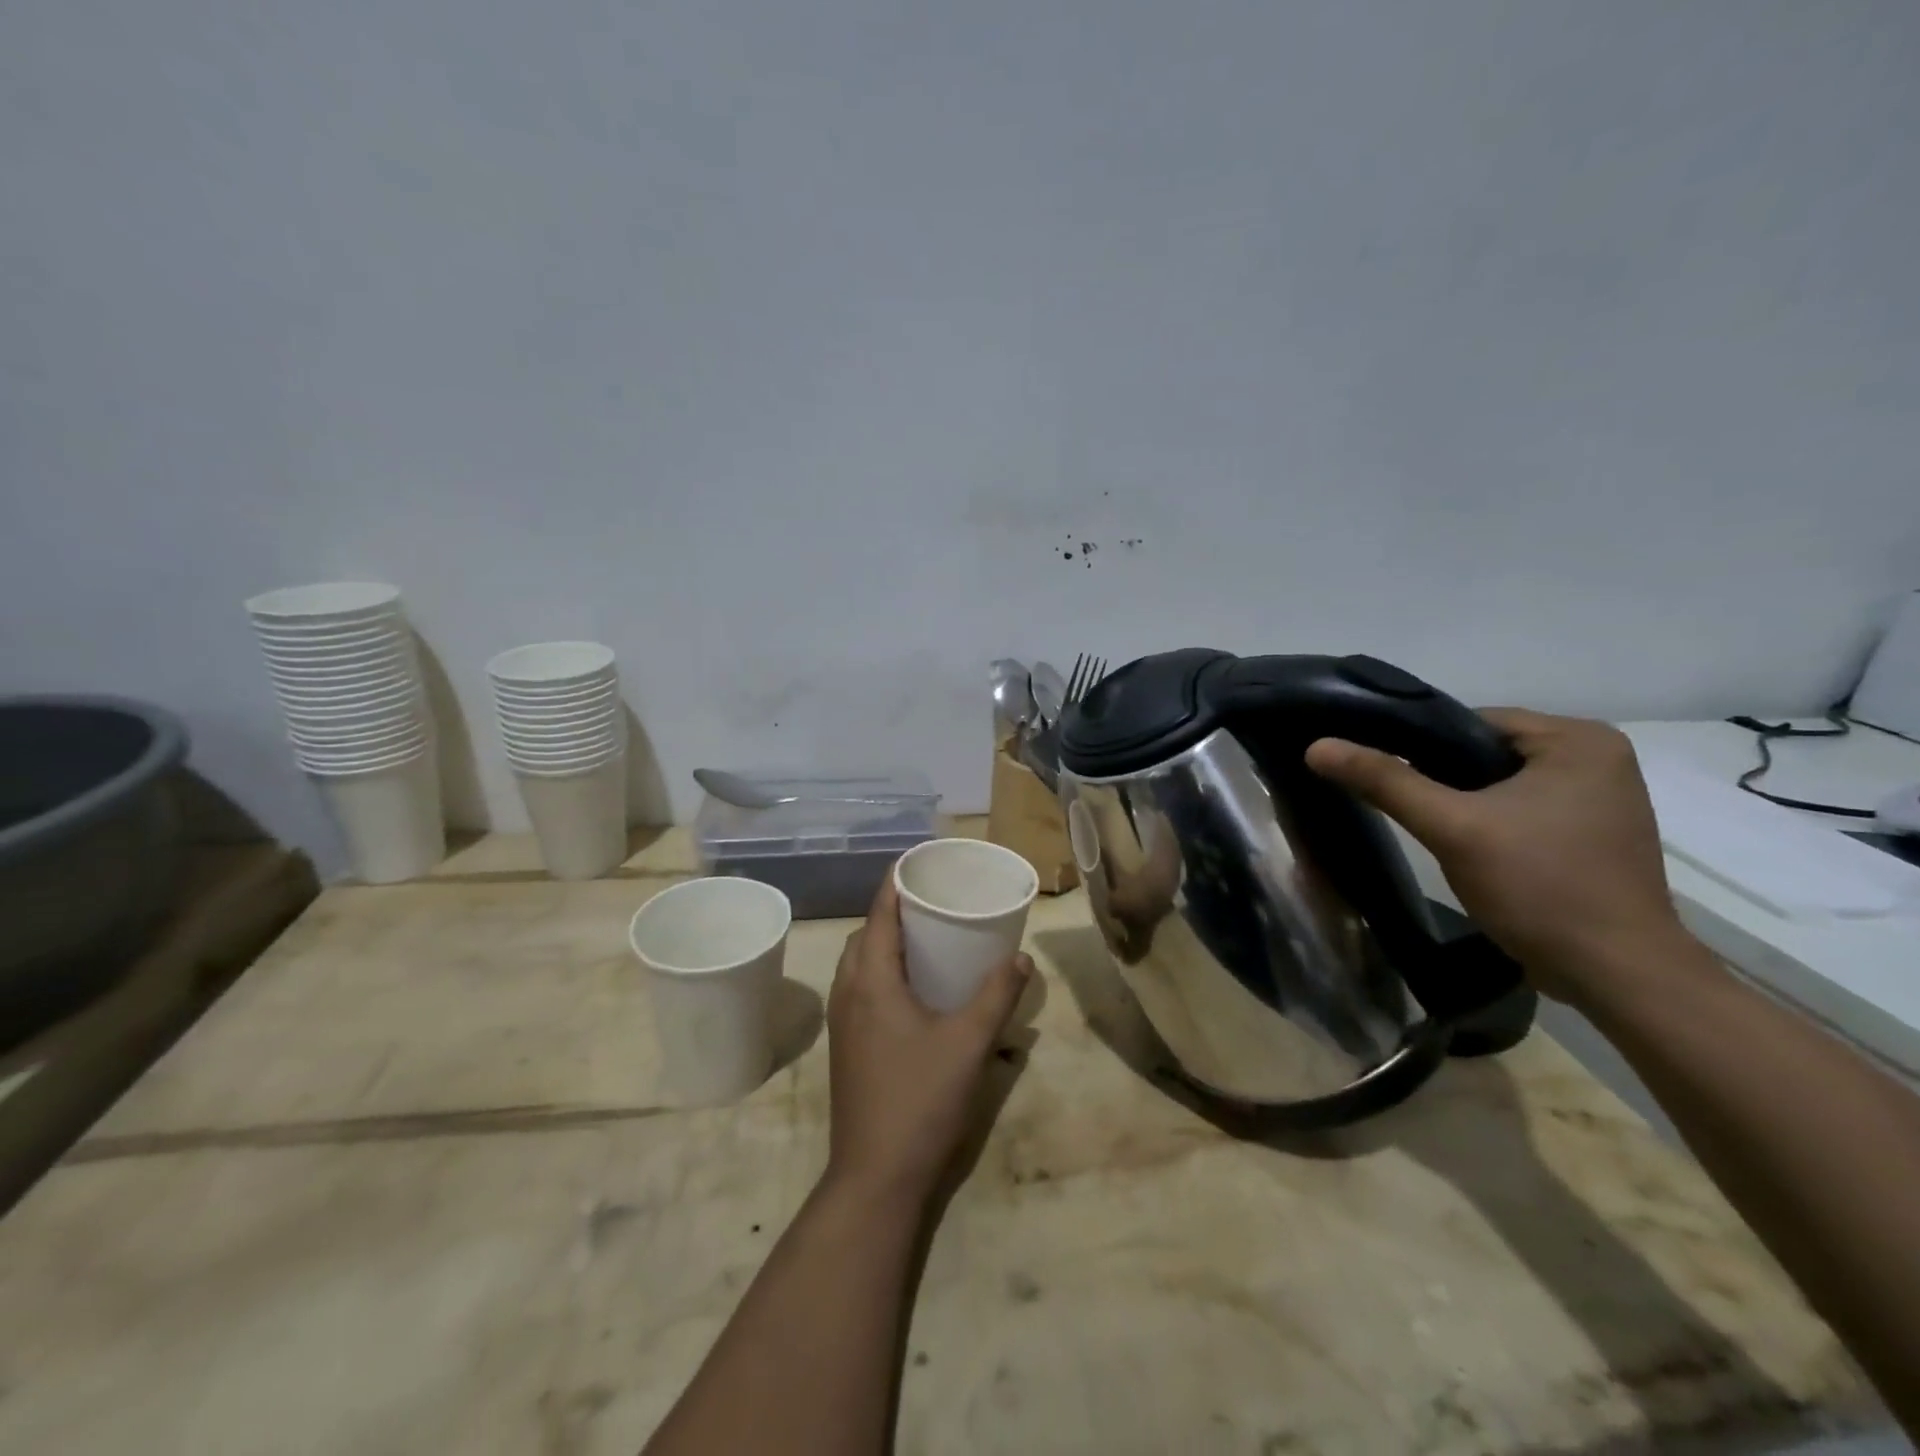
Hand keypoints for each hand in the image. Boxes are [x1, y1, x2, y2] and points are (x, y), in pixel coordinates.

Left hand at [823, 873, 1031, 1207]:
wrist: (876, 1177)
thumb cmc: (921, 1100)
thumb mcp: (970, 1043)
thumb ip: (997, 995)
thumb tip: (1021, 958)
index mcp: (871, 981)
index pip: (878, 915)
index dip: (894, 884)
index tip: (916, 862)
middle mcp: (849, 993)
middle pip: (864, 936)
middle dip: (890, 912)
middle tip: (929, 903)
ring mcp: (843, 1023)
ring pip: (857, 964)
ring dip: (882, 944)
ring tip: (922, 940)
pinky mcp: (846, 1047)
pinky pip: (858, 989)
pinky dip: (879, 972)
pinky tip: (911, 991)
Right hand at [1305, 708, 1686, 1004]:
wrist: (1618, 976)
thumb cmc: (1542, 888)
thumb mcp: (1453, 828)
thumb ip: (1385, 782)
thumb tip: (1317, 746)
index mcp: (1579, 739)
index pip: (1470, 722)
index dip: (1418, 747)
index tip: (1380, 774)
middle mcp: (1598, 757)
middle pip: (1484, 752)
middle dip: (1441, 778)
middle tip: (1404, 808)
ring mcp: (1599, 798)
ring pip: (1499, 783)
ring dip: (1462, 802)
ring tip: (1430, 828)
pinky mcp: (1591, 833)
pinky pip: (1521, 809)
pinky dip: (1488, 821)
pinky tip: (1466, 847)